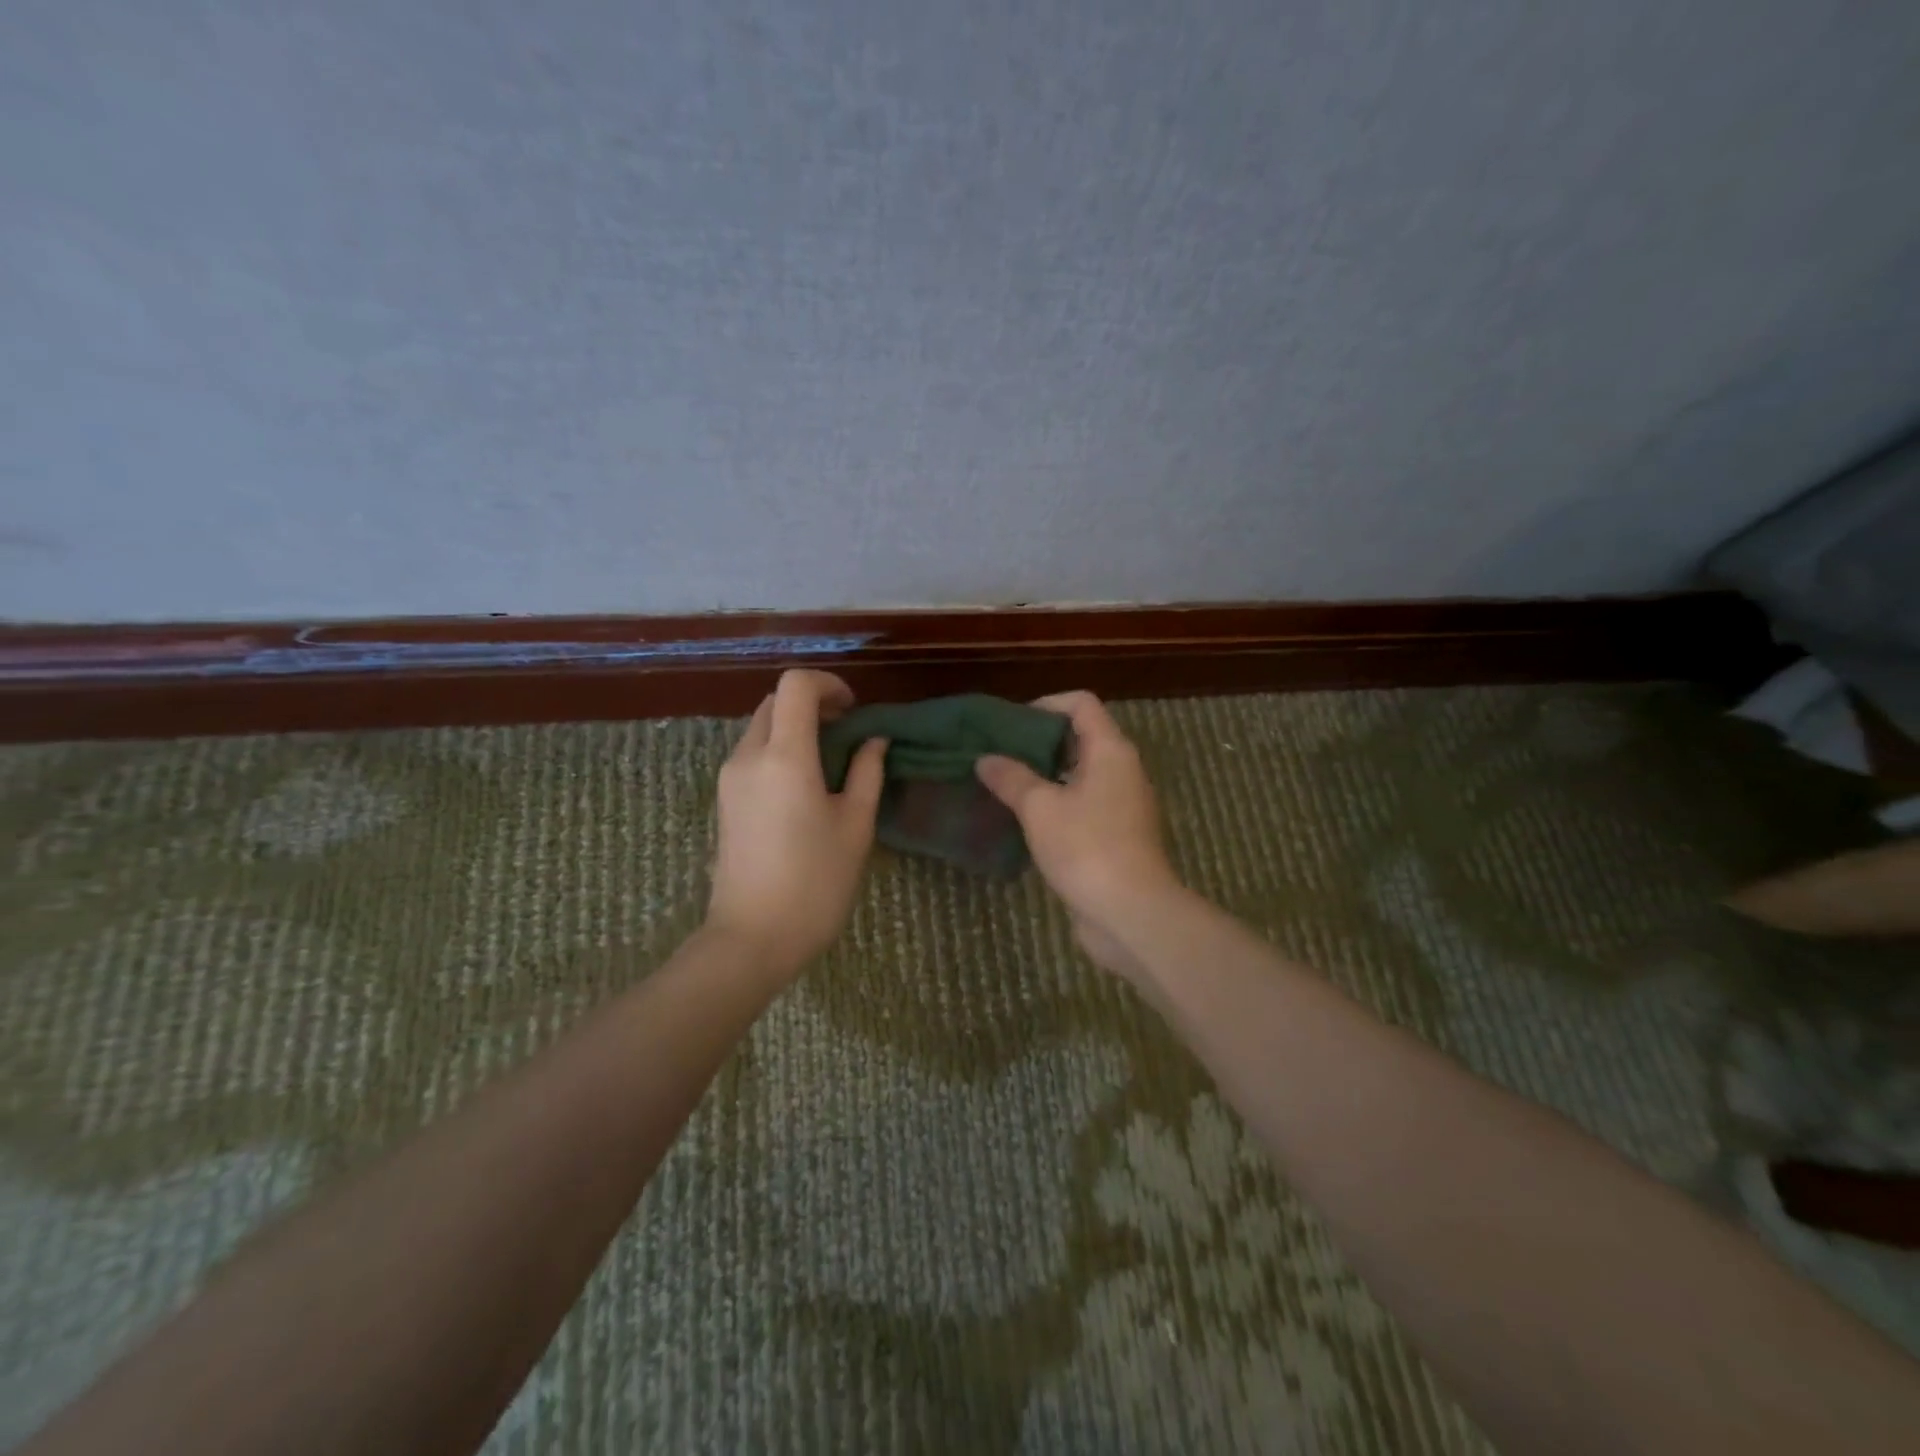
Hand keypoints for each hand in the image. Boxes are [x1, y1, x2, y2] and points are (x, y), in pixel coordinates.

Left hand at [707, 669, 887, 974]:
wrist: (752, 939)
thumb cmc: (815, 883)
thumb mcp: (855, 826)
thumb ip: (867, 773)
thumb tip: (874, 740)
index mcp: (785, 757)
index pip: (795, 685)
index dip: (828, 683)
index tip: (854, 710)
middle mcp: (748, 756)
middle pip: (776, 702)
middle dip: (813, 704)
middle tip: (847, 733)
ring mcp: (730, 778)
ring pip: (761, 727)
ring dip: (795, 727)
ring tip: (830, 762)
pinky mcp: (724, 799)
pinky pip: (752, 753)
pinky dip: (780, 750)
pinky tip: (805, 785)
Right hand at [975, 691, 1180, 977]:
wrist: (1131, 913)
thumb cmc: (1086, 848)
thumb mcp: (1039, 808)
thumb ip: (1011, 778)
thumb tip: (985, 759)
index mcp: (1110, 751)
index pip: (1081, 704)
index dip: (1046, 704)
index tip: (1011, 724)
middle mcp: (1122, 770)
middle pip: (1081, 737)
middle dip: (1039, 742)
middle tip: (999, 754)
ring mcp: (1122, 805)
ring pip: (1080, 775)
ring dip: (1045, 776)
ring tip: (1005, 785)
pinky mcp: (1117, 836)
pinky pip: (1084, 805)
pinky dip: (1056, 804)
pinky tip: (1025, 821)